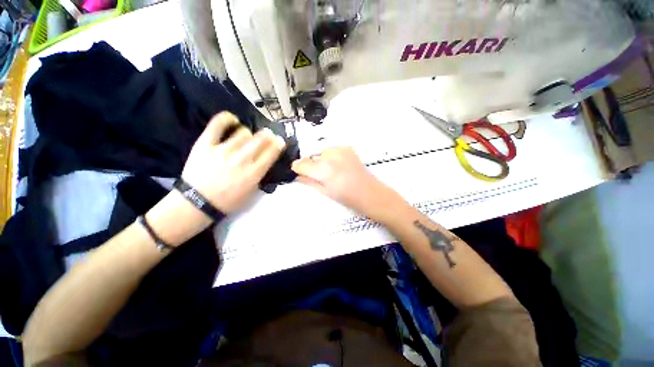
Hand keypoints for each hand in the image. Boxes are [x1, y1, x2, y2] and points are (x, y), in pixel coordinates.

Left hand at [181, 112, 285, 212]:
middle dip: (267, 135)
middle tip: (267, 134)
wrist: (197, 203)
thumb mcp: (252, 191)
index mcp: (254, 173)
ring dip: (249, 134)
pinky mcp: (205, 144)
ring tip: (246, 136)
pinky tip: (232, 120)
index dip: (278, 143)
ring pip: (243, 132)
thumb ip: (260, 174)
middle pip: (260, 139)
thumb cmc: (228, 200)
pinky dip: (227, 119)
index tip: (279, 140)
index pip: (272, 152)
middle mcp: (242, 160)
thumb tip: (265, 159)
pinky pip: (218, 125)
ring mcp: (223, 150)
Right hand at [292, 147, 404, 222]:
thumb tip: (297, 175)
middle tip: (319, 176)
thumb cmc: (348, 198)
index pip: (301, 164)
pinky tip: (339, 166)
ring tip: (332, 171)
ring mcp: (340, 150)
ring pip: (322, 153)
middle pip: (311, 157)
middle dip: (312, 165)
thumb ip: (309, 181)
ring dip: (322, 160)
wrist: (371, 193)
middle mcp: (330, 156)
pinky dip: (331, 157)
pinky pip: (332, 150)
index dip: (297, 168)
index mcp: (323, 170)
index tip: (298, 172)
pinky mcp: (348, 148)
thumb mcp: (325, 192)